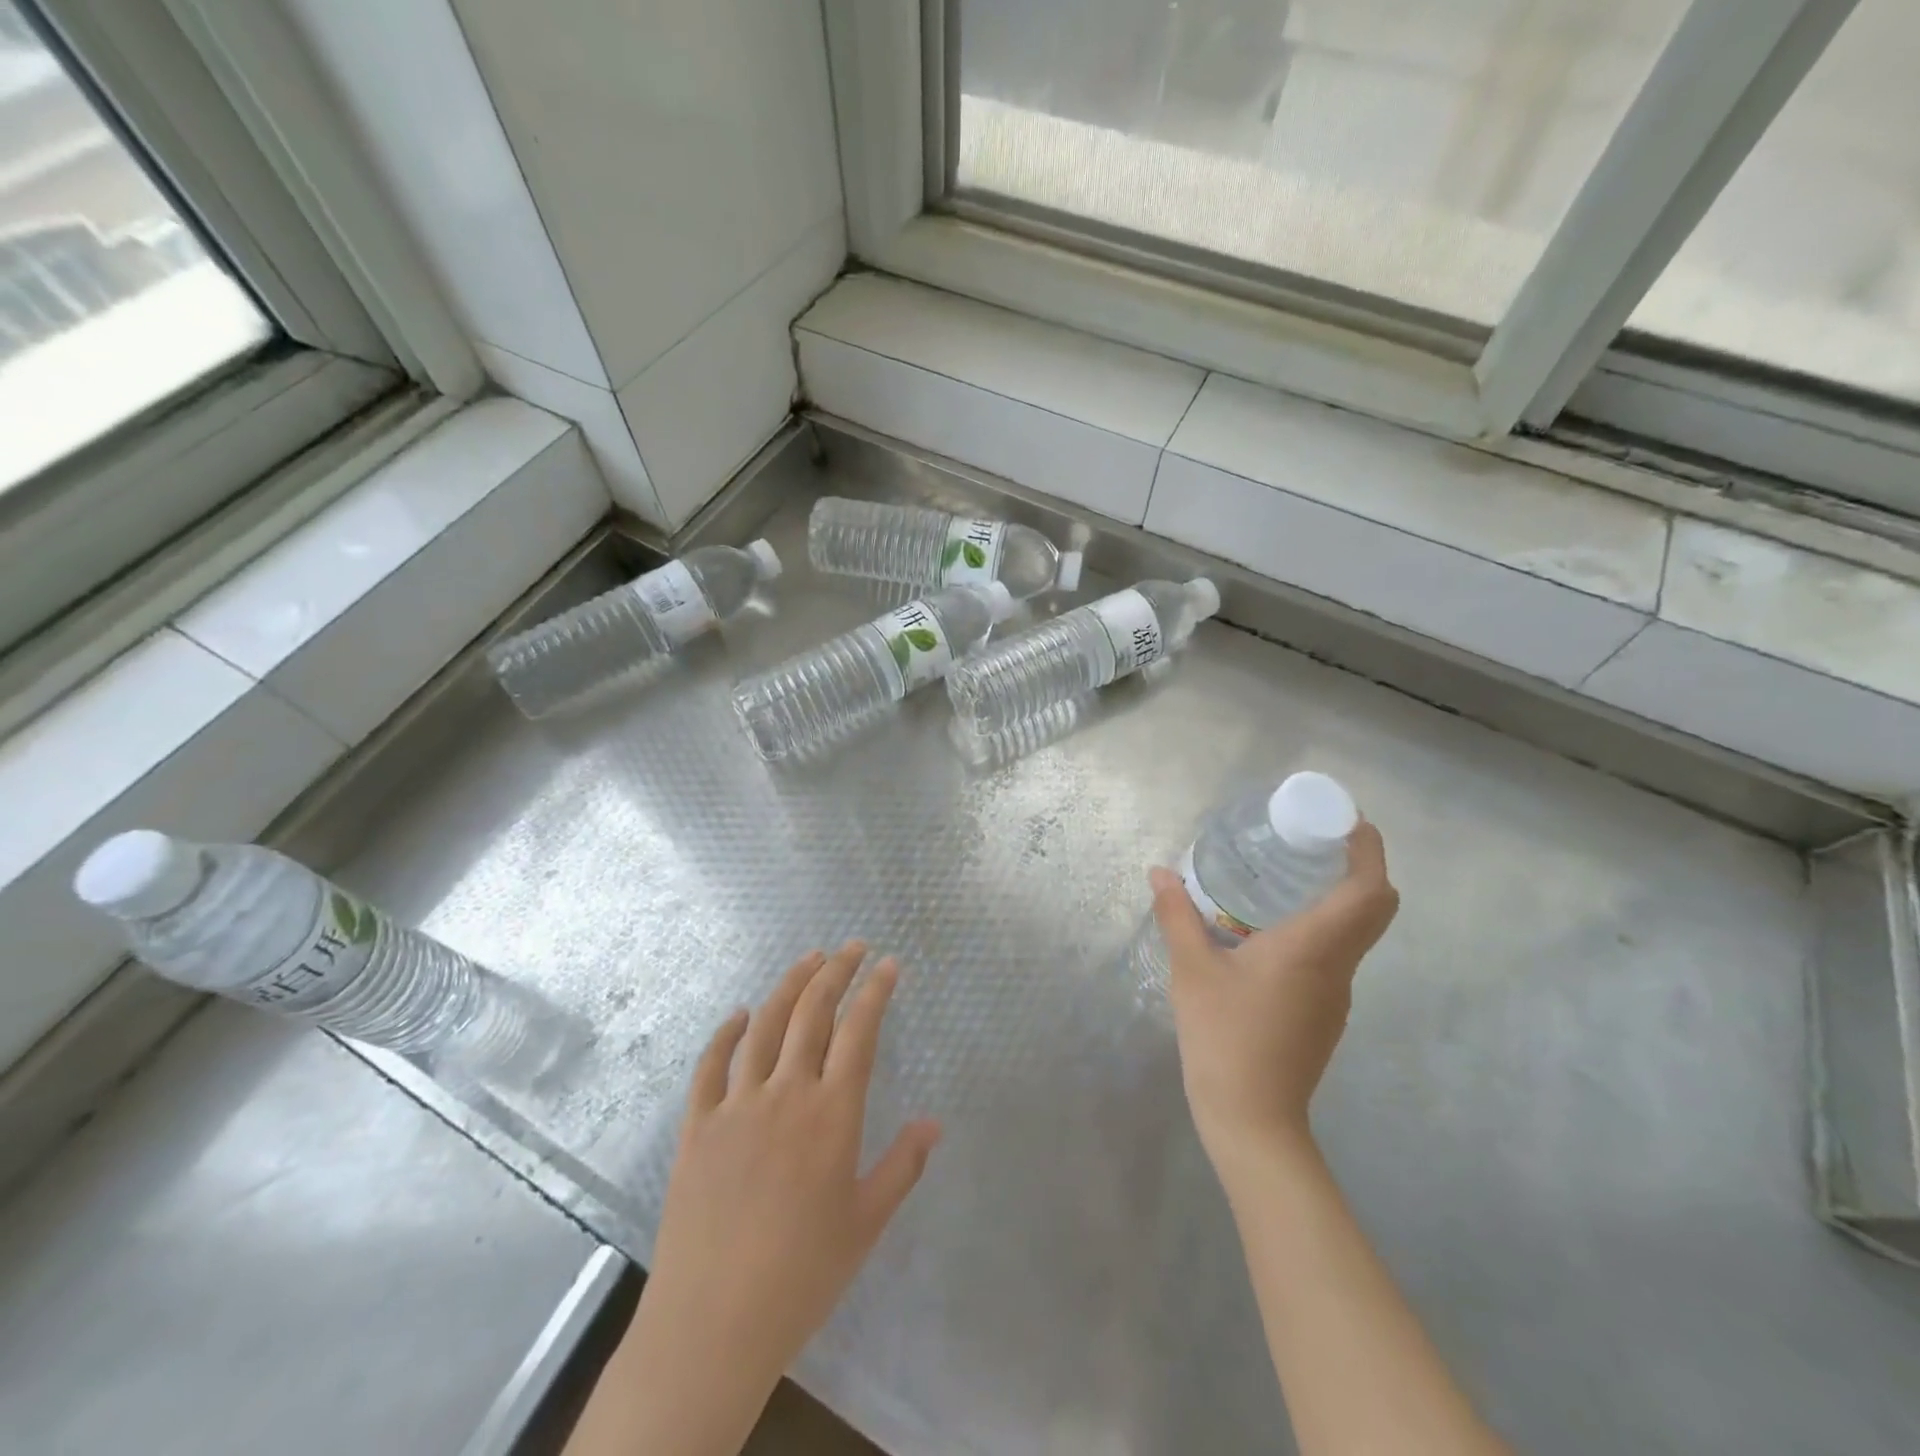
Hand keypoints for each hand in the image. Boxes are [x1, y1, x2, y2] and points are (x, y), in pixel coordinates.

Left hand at [636, 944, 940, 1397]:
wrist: (713, 1324)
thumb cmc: (802, 1275)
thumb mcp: (866, 1222)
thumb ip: (903, 1165)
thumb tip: (934, 1121)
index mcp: (832, 1114)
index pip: (859, 1032)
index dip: (875, 990)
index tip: (888, 963)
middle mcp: (786, 1093)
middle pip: (813, 1012)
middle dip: (837, 971)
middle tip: (852, 946)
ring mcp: (737, 1104)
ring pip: (765, 1025)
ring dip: (789, 985)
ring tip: (809, 959)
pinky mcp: (697, 1125)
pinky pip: (711, 1065)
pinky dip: (727, 1032)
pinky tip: (740, 1014)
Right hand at [1150, 822, 1397, 1164]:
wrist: (1252, 1119)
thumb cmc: (1224, 1037)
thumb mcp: (1192, 970)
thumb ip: (1177, 915)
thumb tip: (1159, 872)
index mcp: (1314, 948)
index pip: (1369, 890)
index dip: (1368, 850)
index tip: (1346, 821)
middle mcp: (1338, 967)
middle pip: (1375, 908)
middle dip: (1359, 867)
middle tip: (1314, 842)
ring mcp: (1336, 994)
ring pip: (1356, 933)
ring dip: (1338, 898)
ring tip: (1287, 876)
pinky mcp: (1324, 1013)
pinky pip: (1335, 955)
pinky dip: (1321, 928)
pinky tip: (1271, 931)